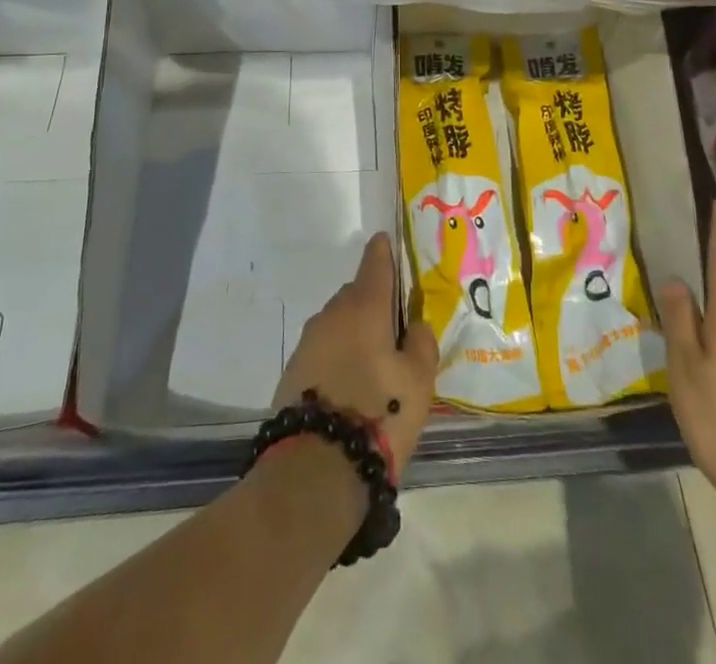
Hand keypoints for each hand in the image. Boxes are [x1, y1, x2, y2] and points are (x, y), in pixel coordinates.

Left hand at [274, 232, 438, 482]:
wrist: (316, 469)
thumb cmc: (379, 416)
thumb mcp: (419, 382)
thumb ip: (422, 343)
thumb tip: (415, 324)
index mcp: (365, 305)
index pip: (375, 261)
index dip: (385, 252)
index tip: (390, 247)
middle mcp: (333, 313)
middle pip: (357, 293)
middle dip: (374, 303)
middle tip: (395, 329)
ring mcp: (308, 340)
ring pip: (338, 322)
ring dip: (355, 332)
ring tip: (374, 364)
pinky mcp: (293, 369)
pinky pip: (323, 349)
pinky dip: (337, 357)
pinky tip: (349, 386)